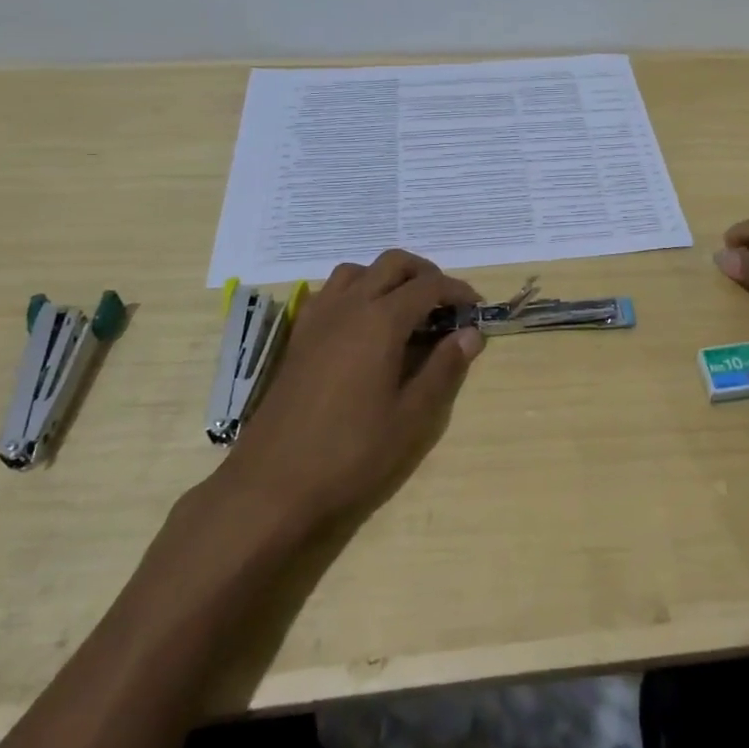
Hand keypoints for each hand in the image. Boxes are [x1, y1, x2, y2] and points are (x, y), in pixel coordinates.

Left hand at [201, 251, 484, 538]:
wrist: (271, 483)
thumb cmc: (351, 452)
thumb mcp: (411, 417)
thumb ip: (443, 368)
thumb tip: (471, 334)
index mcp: (380, 321)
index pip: (429, 285)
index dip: (458, 291)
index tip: (477, 308)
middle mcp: (349, 306)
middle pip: (393, 263)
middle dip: (425, 274)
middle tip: (445, 304)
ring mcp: (318, 318)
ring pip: (358, 271)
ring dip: (388, 277)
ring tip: (406, 309)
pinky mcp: (299, 336)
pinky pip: (332, 292)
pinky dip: (357, 291)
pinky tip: (364, 326)